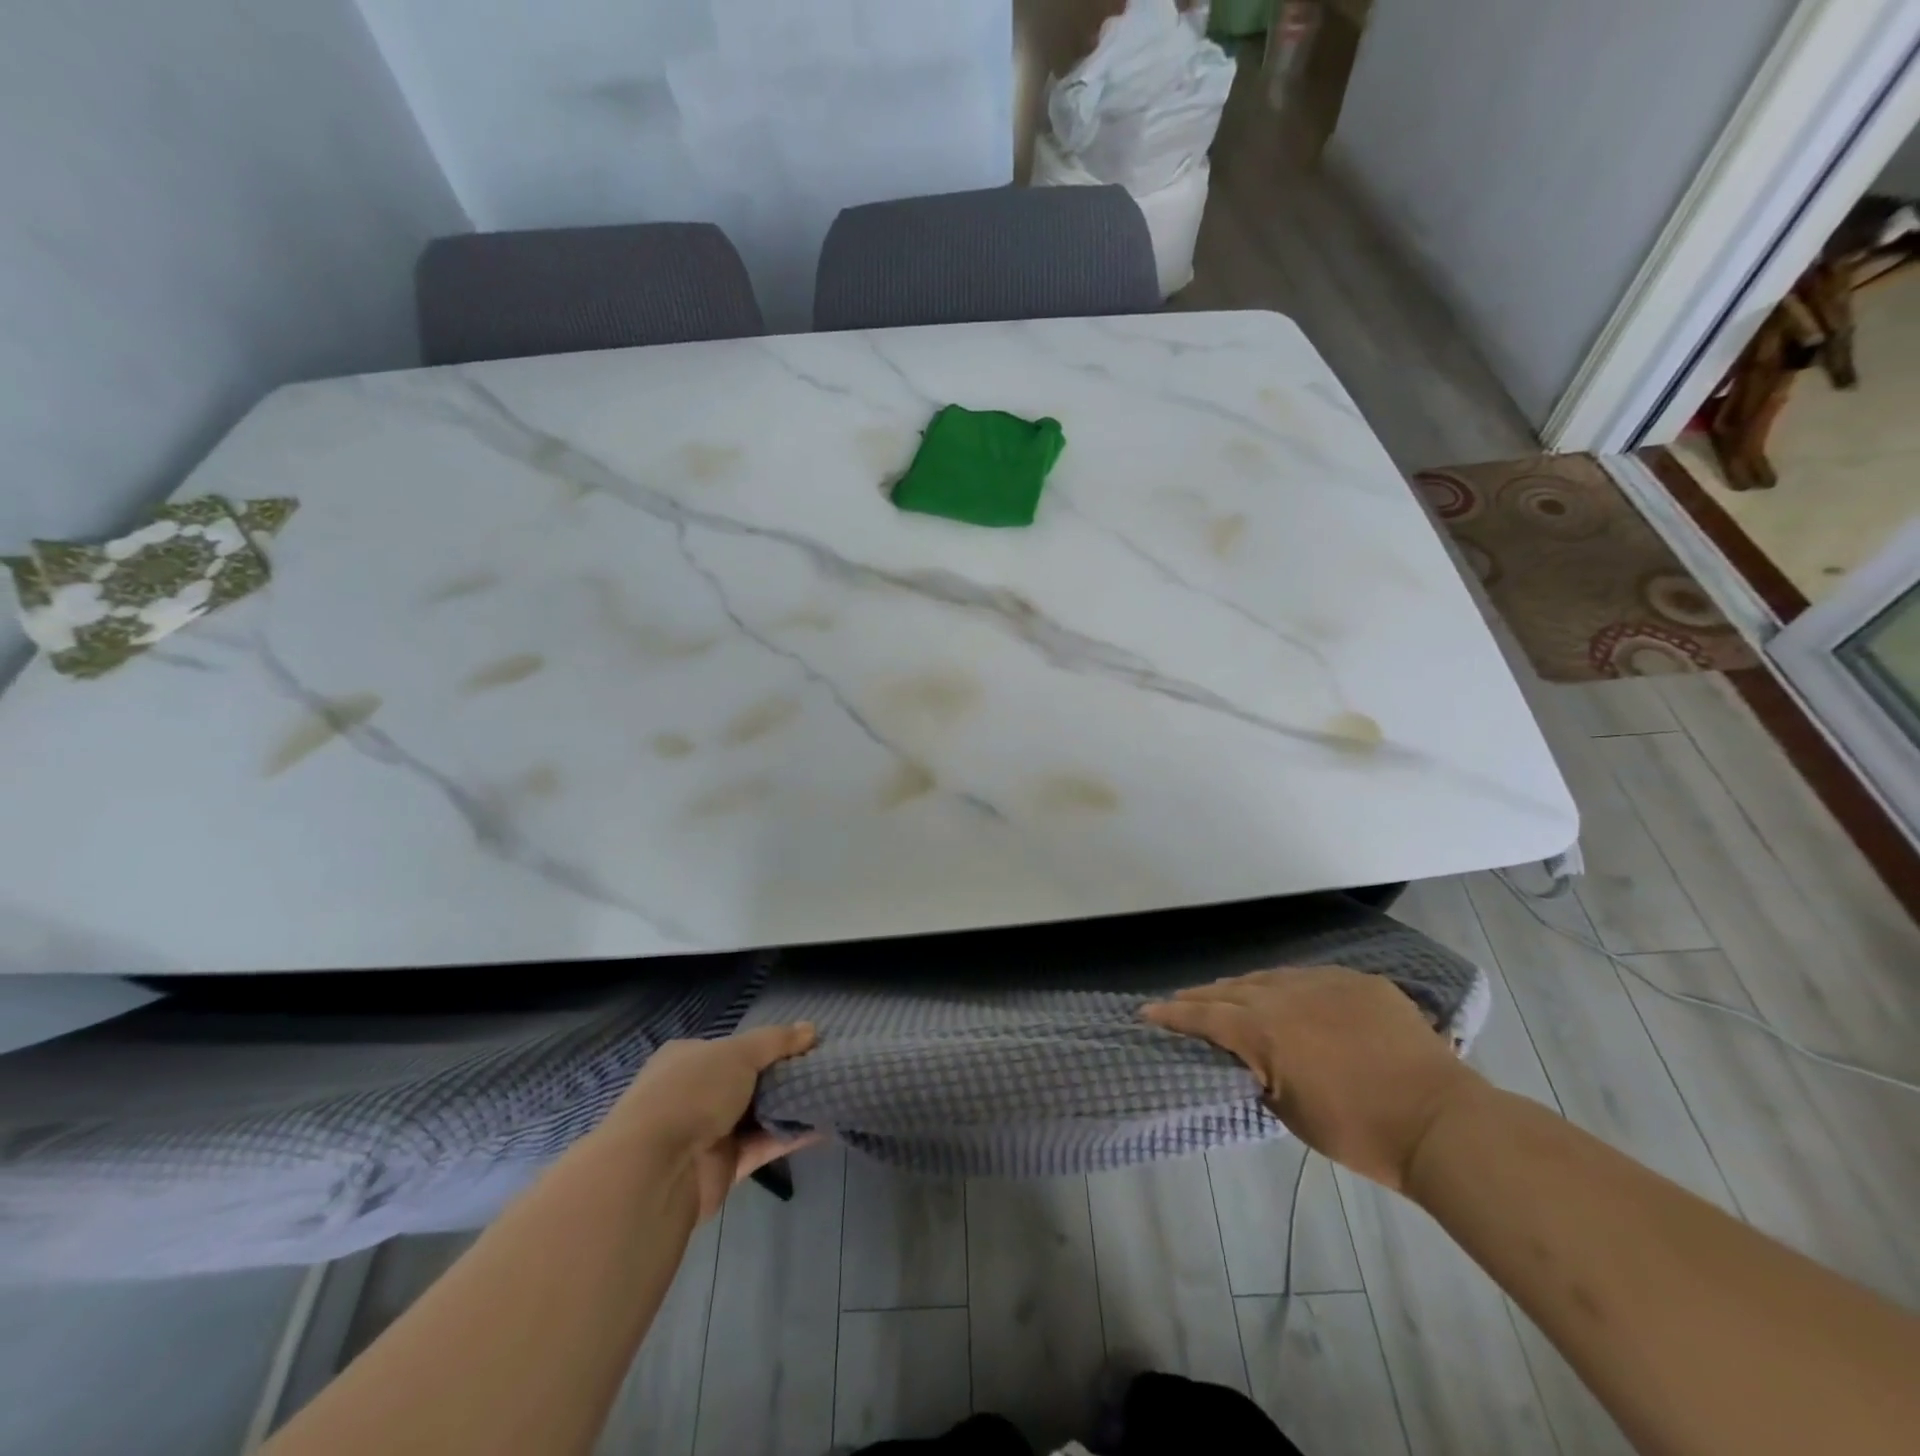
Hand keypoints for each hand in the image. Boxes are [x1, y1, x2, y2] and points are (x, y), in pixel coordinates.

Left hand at [603, 1024, 820, 1220]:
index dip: (769, 1045)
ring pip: (756, 1115)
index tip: (805, 1046)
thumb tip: (811, 1028)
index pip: (733, 1047)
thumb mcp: (738, 1053)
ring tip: (831, 1093)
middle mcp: (694, 1093)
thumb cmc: (692, 1093)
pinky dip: (790, 1137)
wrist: (656, 1170)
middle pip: (747, 1081)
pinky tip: (824, 1125)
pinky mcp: (722, 1168)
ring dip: (789, 1107)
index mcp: (688, 1059)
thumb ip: (776, 1041)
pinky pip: (762, 1146)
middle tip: (823, 1069)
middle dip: (782, 1077)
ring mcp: (707, 1133)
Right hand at [1143, 966, 1481, 1191]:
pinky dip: (1291, 987)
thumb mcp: (1291, 1113)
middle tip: (1183, 1001)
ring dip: (1245, 987)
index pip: (1204, 1016)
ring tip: (1231, 994)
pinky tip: (1292, 996)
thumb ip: (1260, 1075)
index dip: (1171, 1014)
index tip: (1146, 1011)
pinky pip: (1311, 978)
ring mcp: (1324, 982)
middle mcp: (1284, 994)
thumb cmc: (1359, 1132)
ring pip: (1270, 977)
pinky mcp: (1359, 982)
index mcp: (1262, 1029)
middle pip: (1231, 988)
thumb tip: (1251, 1061)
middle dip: (1203, 996)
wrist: (1439, 1121)